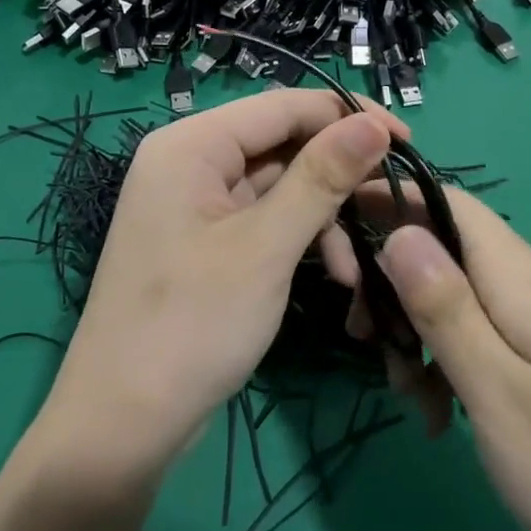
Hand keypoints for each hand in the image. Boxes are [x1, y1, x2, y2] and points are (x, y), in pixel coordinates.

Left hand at [37, 91, 402, 480]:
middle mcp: (189, 163)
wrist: (123, 425)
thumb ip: (321, 178)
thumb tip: (374, 124)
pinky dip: (300, 241)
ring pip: (278, 186)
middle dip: (336, 178)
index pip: (282, 105)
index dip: (346, 116)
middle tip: (392, 204)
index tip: (407, 140)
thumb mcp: (266, 247)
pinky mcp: (206, 242)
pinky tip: (336, 277)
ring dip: (323, 219)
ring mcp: (195, 205)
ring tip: (356, 271)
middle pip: (281, 145)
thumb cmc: (192, 325)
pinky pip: (264, 220)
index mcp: (191, 145)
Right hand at [343, 186, 530, 530]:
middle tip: (369, 346)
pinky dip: (454, 361)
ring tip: (412, 398)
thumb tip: (397, 229)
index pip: (445, 199)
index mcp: (522, 278)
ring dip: (421, 331)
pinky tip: (445, 417)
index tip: (336, 243)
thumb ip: (446, 308)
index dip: (387, 201)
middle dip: (394, 284)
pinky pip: (489, 335)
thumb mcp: (499, 395)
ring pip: (463, 296)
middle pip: (446, 247)